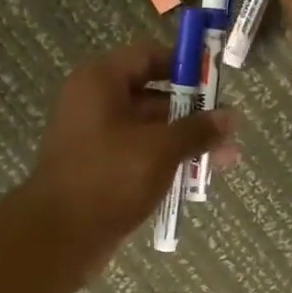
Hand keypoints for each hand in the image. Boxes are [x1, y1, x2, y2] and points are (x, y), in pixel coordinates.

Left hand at [23, 40, 236, 268]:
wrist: (60, 236)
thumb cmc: (110, 177)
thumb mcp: (161, 149)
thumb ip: (197, 130)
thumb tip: (231, 117)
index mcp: (101, 82)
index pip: (147, 56)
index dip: (183, 65)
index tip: (216, 79)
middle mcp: (96, 104)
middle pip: (152, 96)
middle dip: (193, 112)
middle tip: (228, 126)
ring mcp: (97, 140)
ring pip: (150, 131)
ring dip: (186, 142)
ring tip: (227, 158)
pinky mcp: (102, 171)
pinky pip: (141, 157)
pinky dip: (168, 163)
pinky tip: (199, 178)